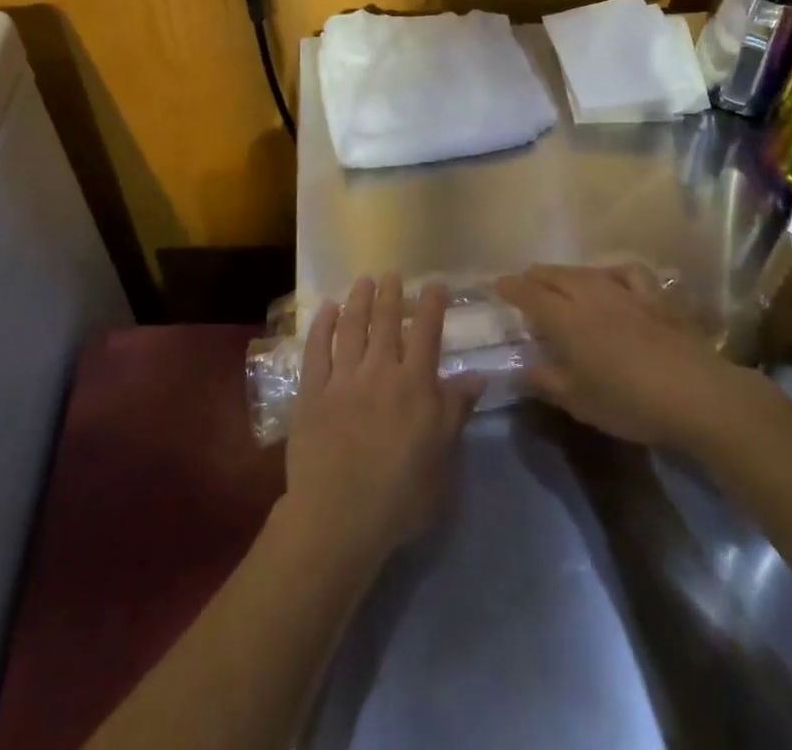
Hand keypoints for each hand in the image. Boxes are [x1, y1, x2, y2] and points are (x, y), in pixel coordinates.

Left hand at [281, 275, 480, 570]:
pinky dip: (321, 325)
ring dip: (358, 300)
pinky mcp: (312, 392)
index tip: (434, 283)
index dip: (431, 304)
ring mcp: (343, 379)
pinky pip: (316, 349)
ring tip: (363, 280)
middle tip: (392, 273)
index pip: (427, 333)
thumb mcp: (443, 458)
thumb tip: (479, 375)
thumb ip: (457, 411)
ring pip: (351, 327)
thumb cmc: (401, 496)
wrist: (339, 518)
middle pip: (386, 321)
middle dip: (391, 293)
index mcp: (415, 385)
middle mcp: (380, 371)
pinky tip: (326, 309)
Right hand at [496, 263, 763, 452]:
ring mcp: (625, 291)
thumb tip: (518, 370)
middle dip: (535, 276)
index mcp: (566, 319)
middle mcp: (591, 295)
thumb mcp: (578, 401)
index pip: (530, 293)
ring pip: (587, 271)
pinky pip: (627, 272)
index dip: (511, 287)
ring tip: (561, 282)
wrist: (695, 394)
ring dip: (567, 274)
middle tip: (524, 284)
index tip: (497, 285)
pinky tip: (613, 279)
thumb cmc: (629, 402)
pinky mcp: (654, 297)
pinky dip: (612, 272)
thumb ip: (545, 381)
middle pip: (555, 275)